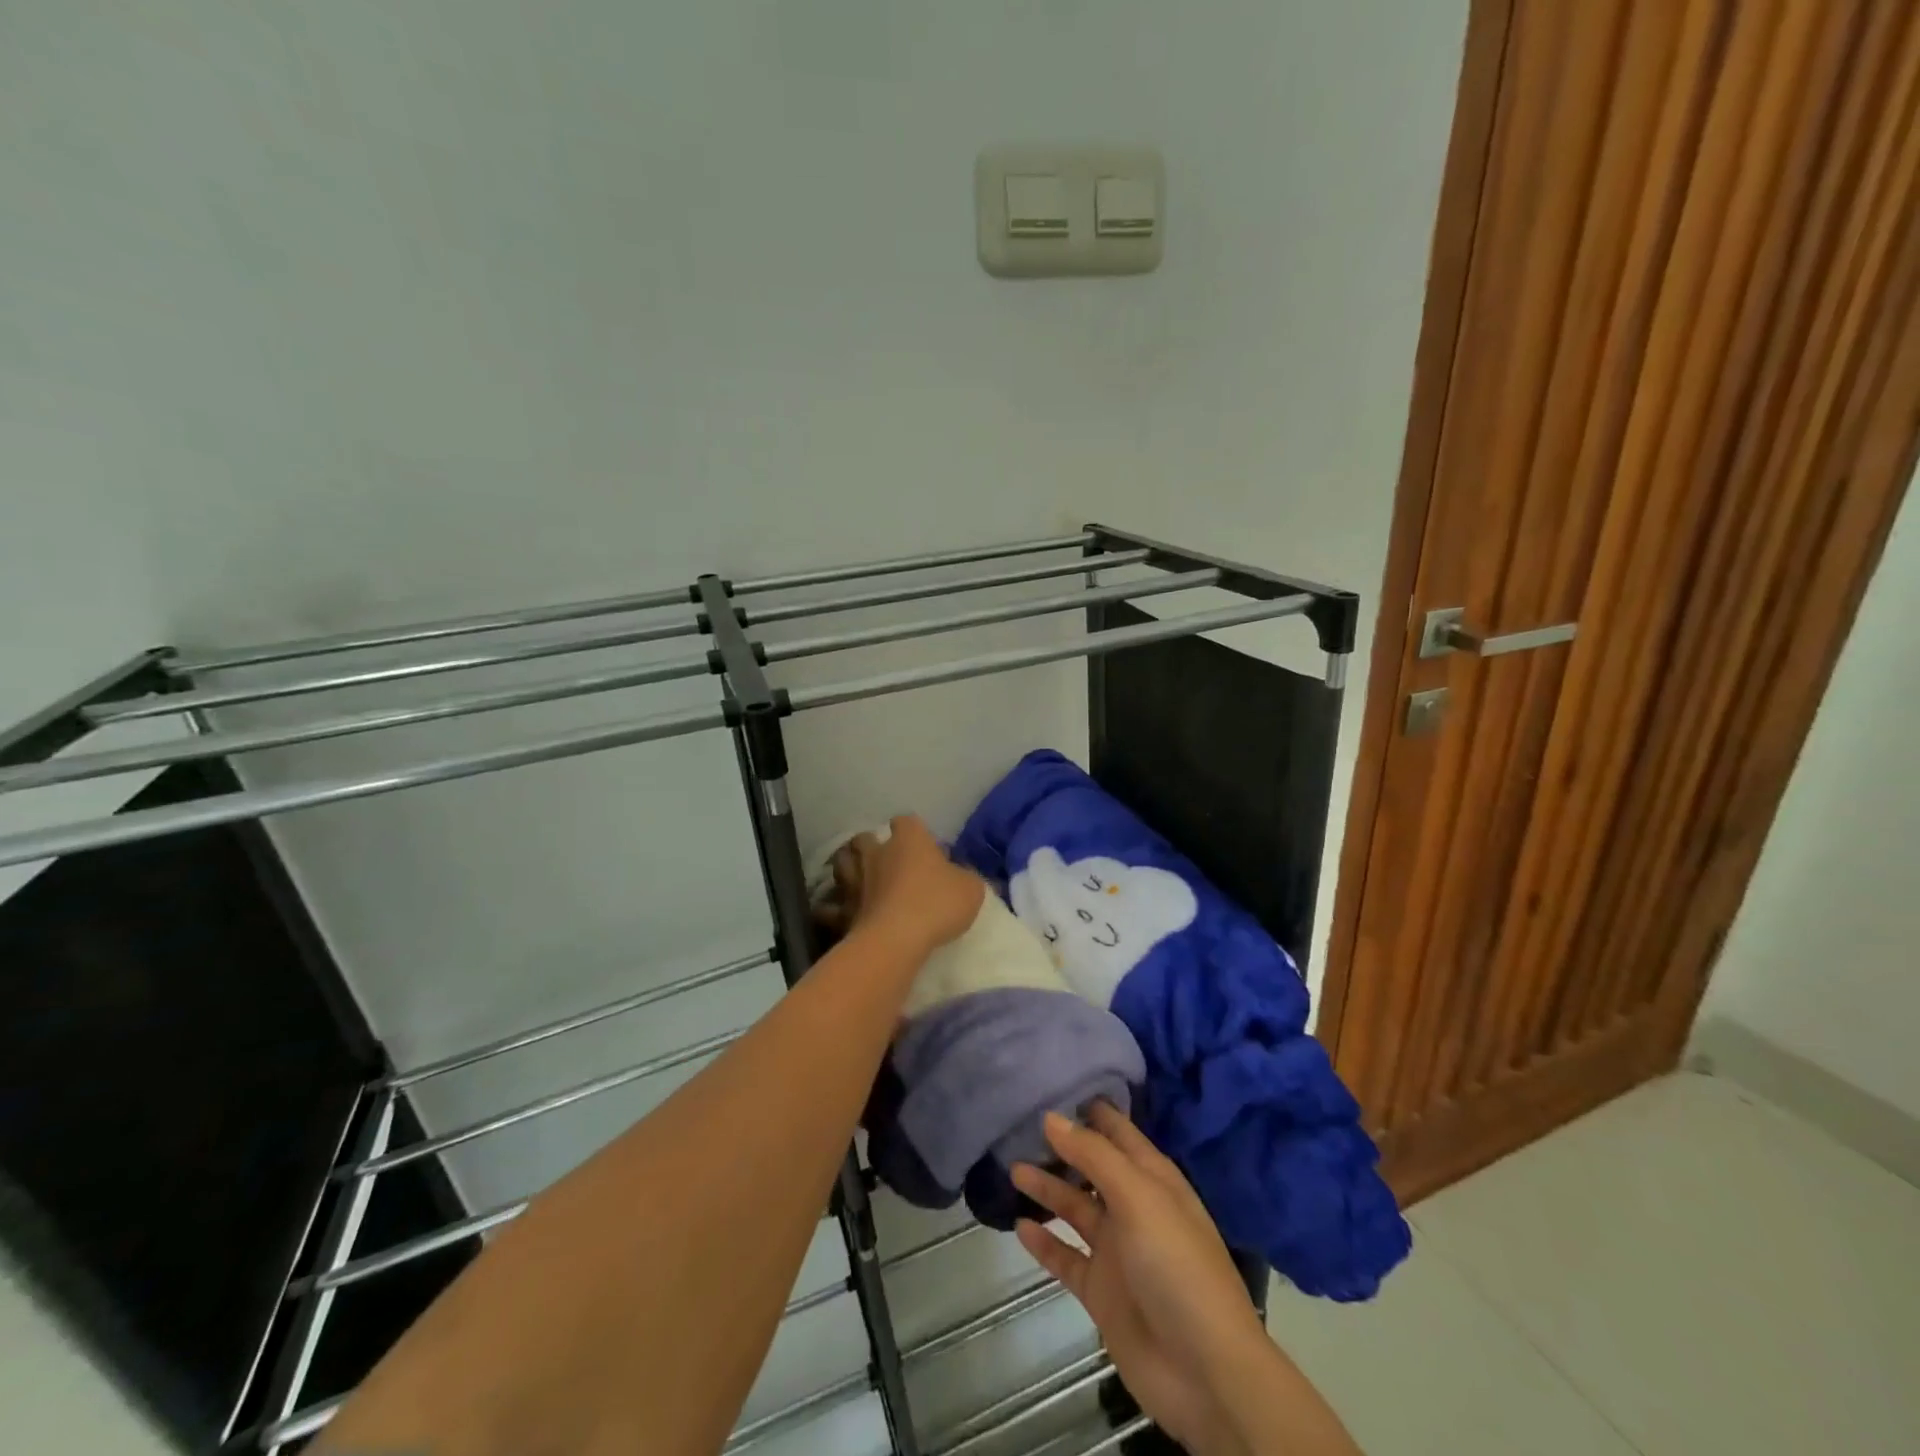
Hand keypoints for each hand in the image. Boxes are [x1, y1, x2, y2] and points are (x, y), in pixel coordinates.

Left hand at [827, 816, 982, 959]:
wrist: (896, 939)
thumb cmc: (937, 904)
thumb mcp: (971, 889)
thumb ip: (966, 878)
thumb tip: (962, 876)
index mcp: (909, 840)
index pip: (907, 821)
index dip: (913, 831)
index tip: (923, 845)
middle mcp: (877, 852)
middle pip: (865, 838)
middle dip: (871, 845)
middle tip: (885, 860)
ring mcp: (854, 880)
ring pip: (842, 862)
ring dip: (849, 867)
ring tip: (859, 878)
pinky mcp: (842, 909)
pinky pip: (830, 905)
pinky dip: (832, 906)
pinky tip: (838, 911)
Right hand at [1013, 1105, 1269, 1455]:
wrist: (1205, 1373)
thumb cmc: (1177, 1266)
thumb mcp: (1138, 1197)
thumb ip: (1093, 1155)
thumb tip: (1051, 1116)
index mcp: (1153, 1179)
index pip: (1118, 1132)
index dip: (1090, 1109)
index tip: (1054, 1082)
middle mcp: (1134, 1207)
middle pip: (1092, 1168)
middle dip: (1062, 1147)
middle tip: (1018, 1123)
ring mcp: (1117, 1251)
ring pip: (1075, 1208)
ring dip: (1048, 1189)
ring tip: (1012, 1167)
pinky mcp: (1102, 1291)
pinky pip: (1066, 1258)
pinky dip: (1044, 1242)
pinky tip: (1019, 1225)